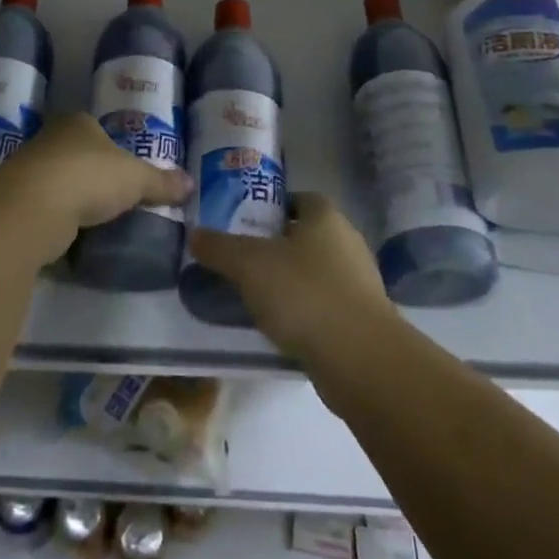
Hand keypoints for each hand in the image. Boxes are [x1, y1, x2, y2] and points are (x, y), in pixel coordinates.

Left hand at [0, 113, 193, 265]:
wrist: (30, 209)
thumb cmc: (88, 177)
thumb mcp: (136, 178)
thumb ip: (161, 182)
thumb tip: (191, 184)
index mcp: (79, 123)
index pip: (100, 131)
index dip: (116, 150)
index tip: (129, 173)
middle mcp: (50, 139)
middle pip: (78, 155)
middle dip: (94, 176)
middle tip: (117, 200)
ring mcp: (29, 170)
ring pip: (60, 183)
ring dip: (74, 200)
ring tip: (97, 222)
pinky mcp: (16, 203)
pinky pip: (45, 210)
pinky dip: (58, 222)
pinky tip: (71, 237)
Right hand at [188, 193, 394, 365]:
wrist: (360, 360)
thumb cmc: (304, 294)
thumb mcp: (249, 265)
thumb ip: (219, 248)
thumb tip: (194, 234)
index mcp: (325, 216)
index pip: (297, 198)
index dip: (270, 207)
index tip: (243, 224)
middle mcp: (347, 241)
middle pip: (305, 235)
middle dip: (277, 247)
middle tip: (243, 261)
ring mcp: (360, 282)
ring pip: (316, 272)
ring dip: (291, 282)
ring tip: (256, 298)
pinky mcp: (363, 319)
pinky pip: (326, 305)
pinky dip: (305, 312)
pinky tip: (282, 328)